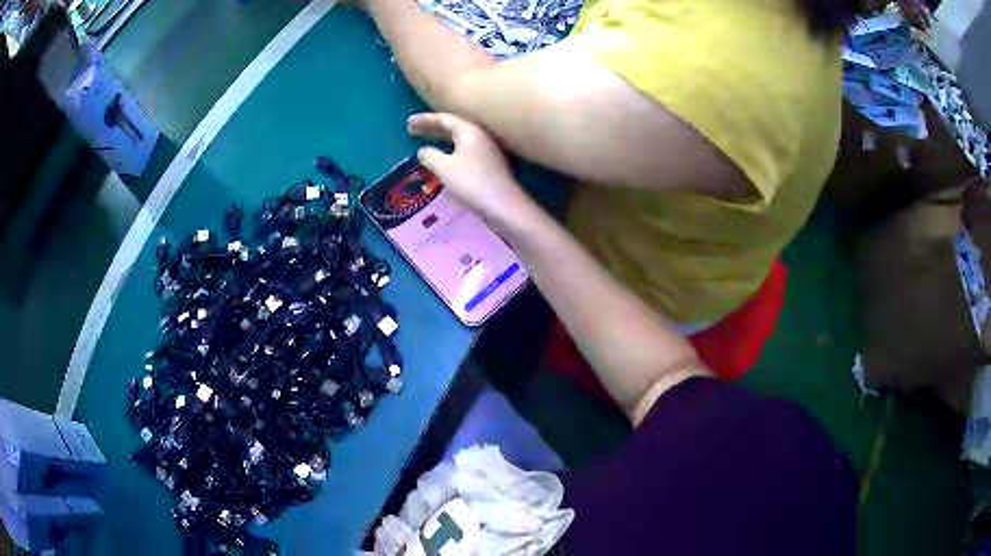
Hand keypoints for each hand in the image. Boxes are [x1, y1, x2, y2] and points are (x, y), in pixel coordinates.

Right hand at [408, 113, 530, 222]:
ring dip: (442, 140)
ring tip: (427, 143)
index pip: (445, 119)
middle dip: (432, 128)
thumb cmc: (472, 183)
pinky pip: (466, 151)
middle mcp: (481, 136)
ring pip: (460, 139)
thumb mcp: (444, 168)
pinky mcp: (491, 165)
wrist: (504, 206)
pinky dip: (451, 151)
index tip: (408, 123)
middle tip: (413, 130)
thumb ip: (430, 156)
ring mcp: (488, 151)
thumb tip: (423, 151)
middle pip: (454, 127)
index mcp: (470, 131)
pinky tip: (445, 160)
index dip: (425, 120)